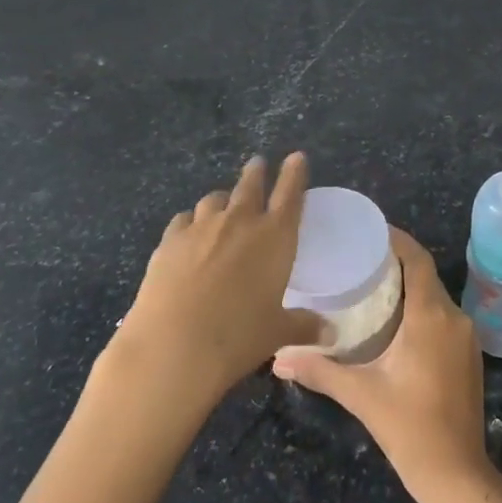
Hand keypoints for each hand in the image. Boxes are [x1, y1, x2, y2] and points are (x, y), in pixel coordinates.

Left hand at [113, 153, 322, 412]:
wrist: (173, 346)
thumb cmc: (238, 338)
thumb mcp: (277, 333)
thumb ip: (303, 326)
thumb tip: (331, 335)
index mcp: (275, 237)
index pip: (290, 194)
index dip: (294, 173)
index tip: (296, 156)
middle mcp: (240, 222)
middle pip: (250, 185)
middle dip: (256, 172)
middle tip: (257, 163)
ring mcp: (202, 227)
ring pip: (215, 199)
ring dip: (223, 198)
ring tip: (223, 202)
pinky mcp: (169, 240)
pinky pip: (184, 219)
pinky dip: (191, 221)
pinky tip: (188, 230)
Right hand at [273, 228, 492, 502]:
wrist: (457, 474)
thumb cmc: (409, 427)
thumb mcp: (360, 394)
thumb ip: (319, 370)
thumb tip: (277, 359)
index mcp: (431, 316)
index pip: (417, 259)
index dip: (396, 239)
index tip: (369, 231)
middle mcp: (454, 317)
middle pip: (425, 275)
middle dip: (396, 262)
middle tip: (360, 259)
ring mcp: (466, 337)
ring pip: (435, 297)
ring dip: (409, 287)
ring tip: (372, 286)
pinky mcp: (469, 355)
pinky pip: (443, 317)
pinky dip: (421, 309)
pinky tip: (396, 322)